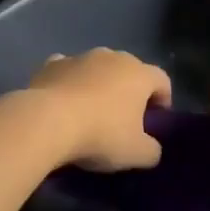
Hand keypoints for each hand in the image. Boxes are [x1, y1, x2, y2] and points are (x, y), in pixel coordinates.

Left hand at [26, 49, 170, 170]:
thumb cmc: (100, 135)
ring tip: (89, 111)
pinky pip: (67, 70)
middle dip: (129, 90)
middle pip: (129, 71)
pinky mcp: (51, 64)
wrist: (46, 122)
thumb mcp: (136, 154)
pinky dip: (68, 82)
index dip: (163, 100)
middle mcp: (112, 57)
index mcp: (139, 74)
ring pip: (96, 68)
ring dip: (98, 84)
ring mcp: (79, 57)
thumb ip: (152, 150)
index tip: (155, 121)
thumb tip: (151, 148)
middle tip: (123, 118)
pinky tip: (62, 102)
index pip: (162, 80)